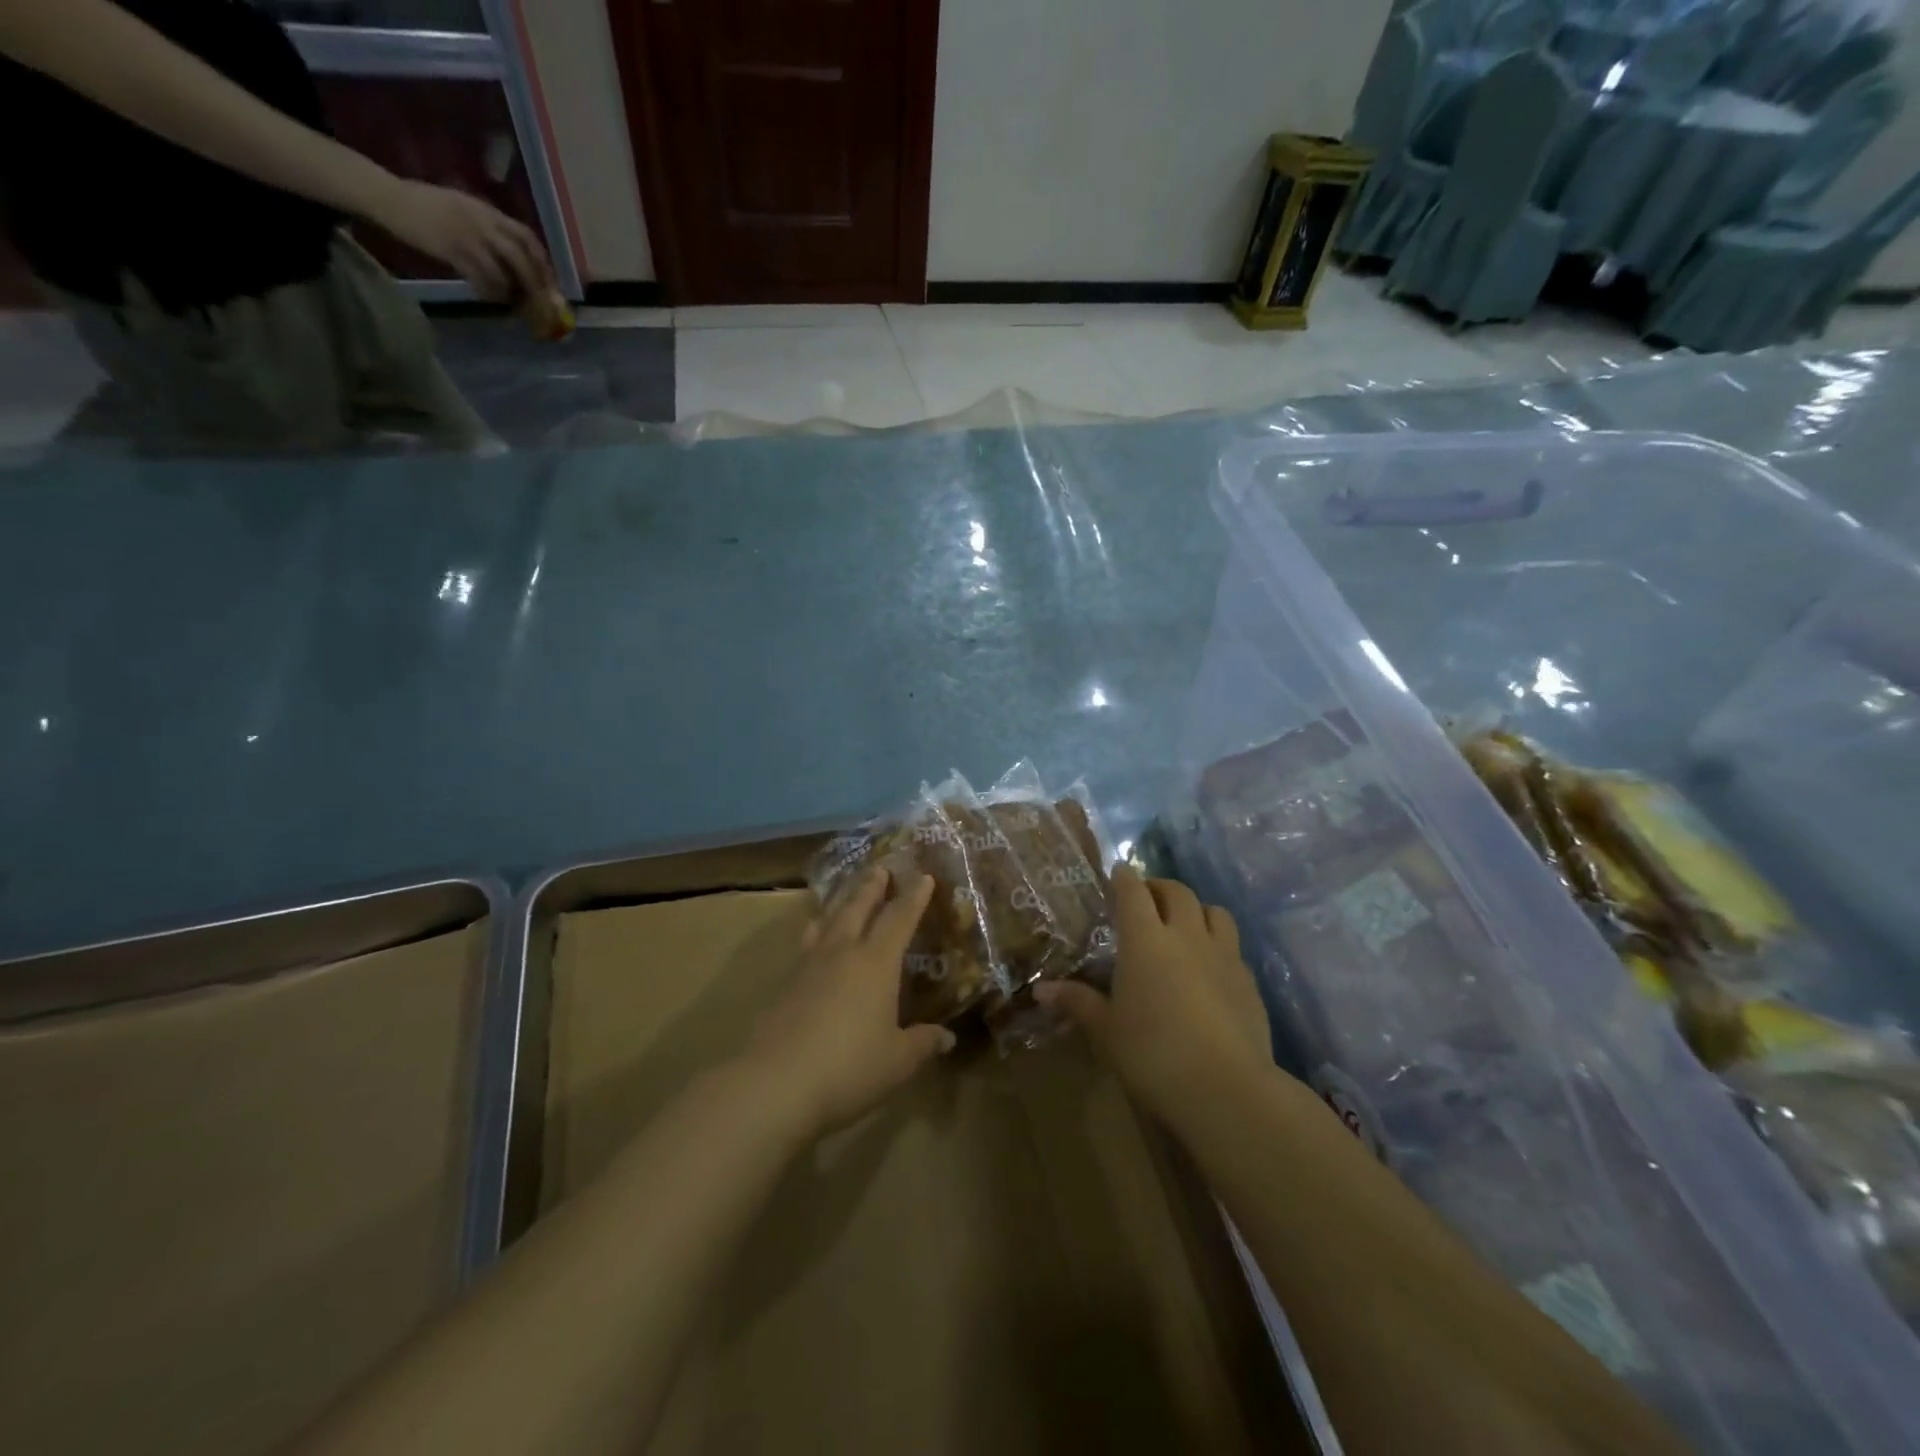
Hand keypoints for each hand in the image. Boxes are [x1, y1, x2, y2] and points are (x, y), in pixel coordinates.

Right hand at [369, 178, 553, 302]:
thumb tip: (515, 261)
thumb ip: (489, 228)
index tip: (551, 283)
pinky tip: (487, 296)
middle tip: (541, 304)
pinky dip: (489, 292)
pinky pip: (480, 278)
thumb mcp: (464, 208)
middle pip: (521, 257)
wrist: (388, 197)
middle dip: (536, 283)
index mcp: (487, 211)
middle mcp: (482, 221)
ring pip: (503, 271)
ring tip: (510, 302)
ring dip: (511, 292)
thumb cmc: (426, 205)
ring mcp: (467, 235)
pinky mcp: (451, 249)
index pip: (526, 236)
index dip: (543, 262)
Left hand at [747, 868, 955, 1136]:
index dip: (914, 896)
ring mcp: (809, 965)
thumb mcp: (897, 1061)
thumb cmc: (849, 1068)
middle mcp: (843, 952)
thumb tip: (947, 1037)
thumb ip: (923, 1043)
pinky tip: (814, 939)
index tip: (923, 876)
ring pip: (827, 920)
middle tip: (881, 866)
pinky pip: (806, 943)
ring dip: (841, 901)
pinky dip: (816, 930)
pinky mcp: (784, 984)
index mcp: (876, 963)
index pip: (899, 918)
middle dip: (872, 886)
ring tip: (845, 892)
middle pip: (858, 907)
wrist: (776, 1083)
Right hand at [1035, 867, 1271, 1129]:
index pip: (1133, 892)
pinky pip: (1232, 947)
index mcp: (1145, 940)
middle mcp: (1186, 935)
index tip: (1117, 873)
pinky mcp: (1249, 980)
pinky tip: (1209, 968)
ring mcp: (1223, 955)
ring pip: (1213, 911)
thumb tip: (1041, 989)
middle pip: (1177, 892)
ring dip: (1195, 909)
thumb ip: (1077, 1002)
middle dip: (1159, 887)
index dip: (1124, 878)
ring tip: (1183, 925)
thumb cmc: (1152, 1053)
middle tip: (1146, 897)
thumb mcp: (1106, 1030)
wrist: (1226, 1088)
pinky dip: (1217, 944)